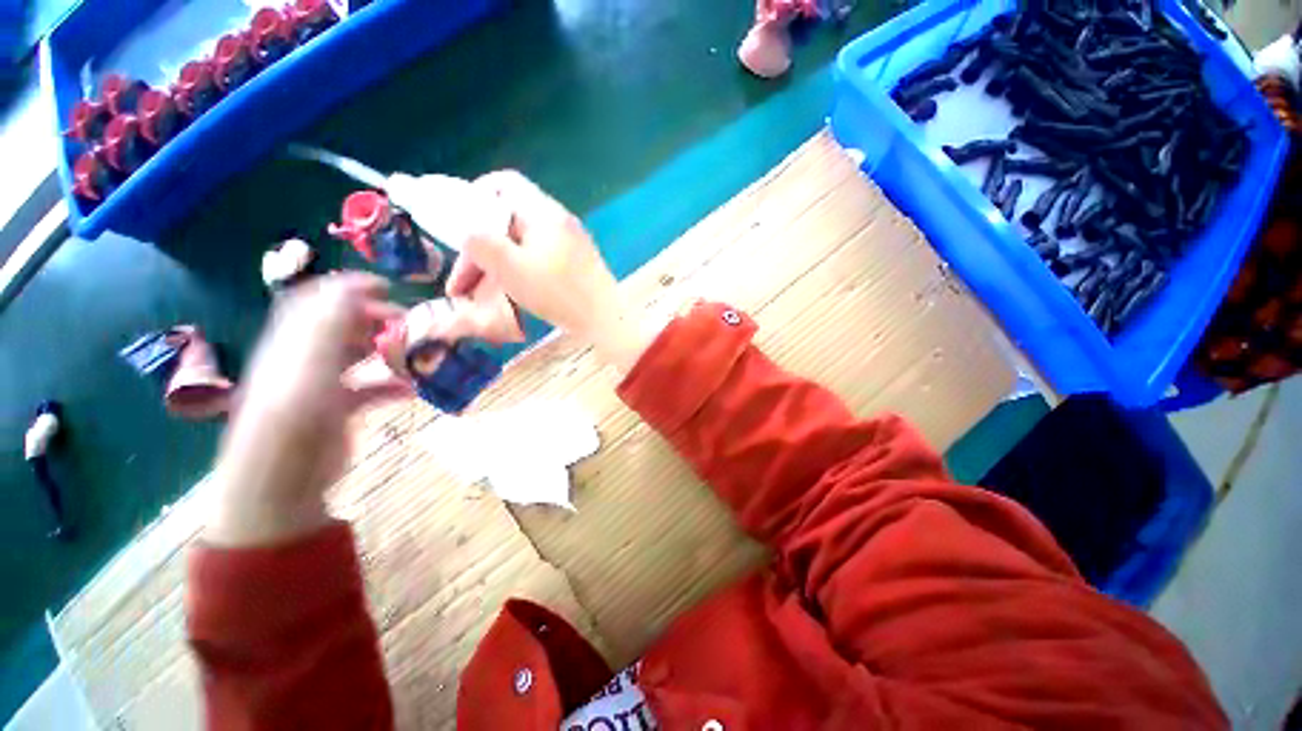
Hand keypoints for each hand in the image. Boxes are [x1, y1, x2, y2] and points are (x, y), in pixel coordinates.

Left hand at [205, 273, 412, 547]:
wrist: (279, 484)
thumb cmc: (291, 424)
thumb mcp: (308, 370)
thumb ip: (328, 327)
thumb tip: (352, 288)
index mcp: (292, 344)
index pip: (315, 301)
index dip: (347, 287)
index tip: (388, 287)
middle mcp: (304, 359)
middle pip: (340, 326)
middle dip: (376, 319)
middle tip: (411, 324)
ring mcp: (320, 385)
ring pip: (356, 356)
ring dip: (385, 350)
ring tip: (415, 353)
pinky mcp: (335, 410)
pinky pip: (367, 389)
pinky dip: (389, 386)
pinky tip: (410, 390)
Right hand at [447, 170, 655, 371]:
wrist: (605, 320)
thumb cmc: (558, 292)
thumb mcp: (511, 267)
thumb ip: (481, 243)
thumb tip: (470, 232)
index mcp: (544, 213)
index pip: (505, 183)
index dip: (476, 196)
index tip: (460, 226)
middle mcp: (559, 222)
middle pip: (509, 221)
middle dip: (481, 248)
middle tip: (461, 283)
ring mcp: (570, 244)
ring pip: (523, 244)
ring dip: (497, 265)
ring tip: (478, 295)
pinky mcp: (576, 264)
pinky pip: (539, 259)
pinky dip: (519, 272)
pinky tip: (509, 295)